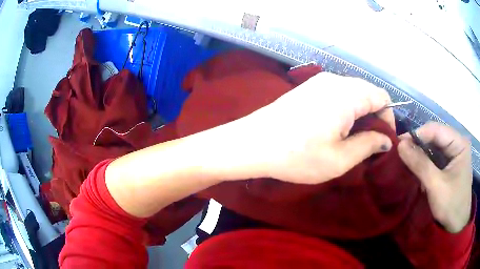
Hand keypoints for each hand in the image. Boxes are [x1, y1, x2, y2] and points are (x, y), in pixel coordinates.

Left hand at [239, 72, 394, 183]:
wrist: (252, 143)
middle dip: (375, 116)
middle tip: (369, 142)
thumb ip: (368, 145)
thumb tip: (386, 140)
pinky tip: (335, 127)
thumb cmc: (297, 155)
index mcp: (347, 94)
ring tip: (352, 138)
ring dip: (360, 113)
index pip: (382, 96)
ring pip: (353, 92)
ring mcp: (319, 81)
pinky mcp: (308, 87)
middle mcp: (335, 80)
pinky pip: (337, 93)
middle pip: (368, 92)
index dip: (388, 118)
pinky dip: (345, 108)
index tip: (383, 140)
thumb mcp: (339, 159)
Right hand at [398, 122, 471, 232]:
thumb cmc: (451, 205)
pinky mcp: (450, 164)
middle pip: (435, 137)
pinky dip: (426, 162)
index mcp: (459, 143)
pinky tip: (418, 169)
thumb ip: (420, 164)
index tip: (399, 144)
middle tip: (401, 154)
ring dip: (421, 154)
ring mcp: (454, 154)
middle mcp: (457, 143)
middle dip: (418, 145)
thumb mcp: (436, 186)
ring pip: (434, 147)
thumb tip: (400, 145)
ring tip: (408, 161)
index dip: (417, 134)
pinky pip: (436, 157)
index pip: (436, 130)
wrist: (457, 224)